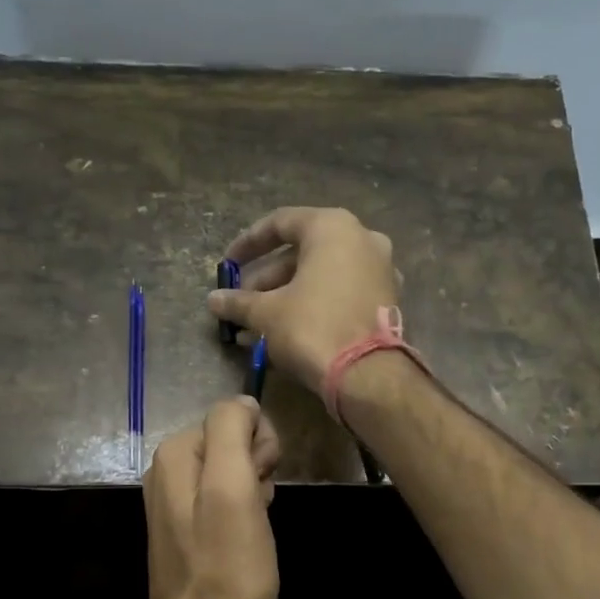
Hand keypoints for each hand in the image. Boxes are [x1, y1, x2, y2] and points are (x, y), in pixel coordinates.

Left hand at [143, 397, 281, 598]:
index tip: (260, 484)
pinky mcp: (185, 527)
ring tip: (251, 529)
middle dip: (255, 469)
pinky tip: (244, 540)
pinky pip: (224, 499)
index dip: (259, 447)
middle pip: (232, 442)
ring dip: (253, 492)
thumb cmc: (228, 565)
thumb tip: (244, 402)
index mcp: (175, 454)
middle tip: (257, 509)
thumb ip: (233, 432)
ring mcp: (173, 500)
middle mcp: (167, 470)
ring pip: (233, 472)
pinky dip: (243, 512)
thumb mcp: (235, 489)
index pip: (234, 415)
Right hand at [206, 207, 398, 397]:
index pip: (280, 223)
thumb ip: (239, 302)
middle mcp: (362, 239)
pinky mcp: (386, 300)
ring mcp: (379, 269)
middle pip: (303, 252)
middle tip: (242, 301)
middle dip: (267, 278)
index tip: (229, 265)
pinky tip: (287, 331)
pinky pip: (340, 293)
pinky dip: (314, 305)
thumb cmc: (313, 328)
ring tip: (256, 324)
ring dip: (287, 295)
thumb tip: (213, 301)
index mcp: (332, 228)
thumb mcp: (267, 314)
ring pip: (322, 275)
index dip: (248, 243)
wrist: (368, 375)